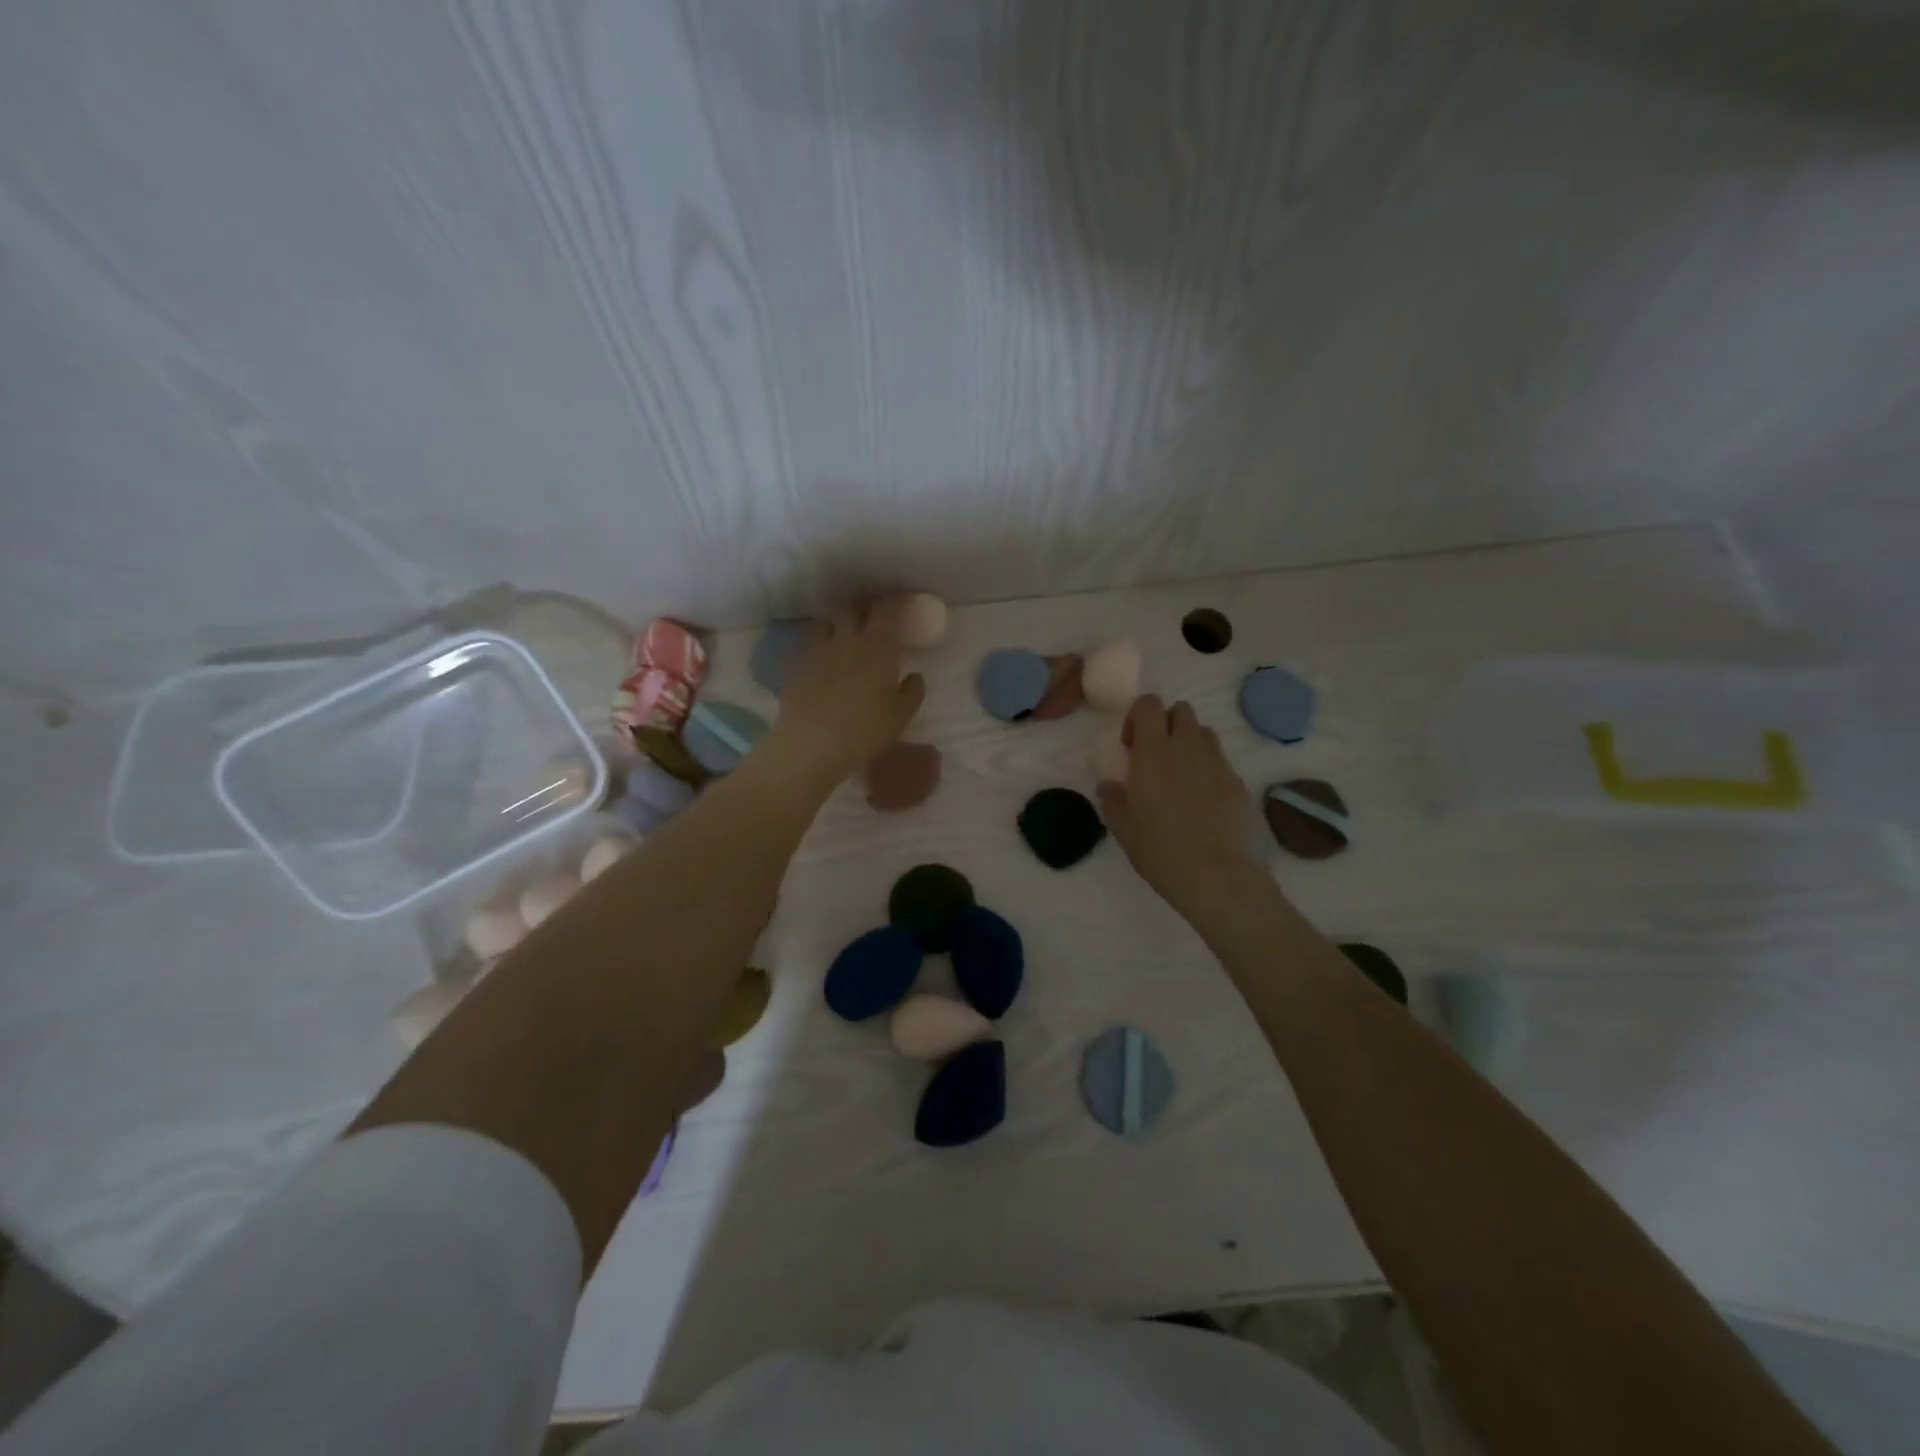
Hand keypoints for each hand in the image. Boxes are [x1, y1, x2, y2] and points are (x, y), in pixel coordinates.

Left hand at [766, 598, 925, 784]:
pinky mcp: (796, 667)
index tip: (900, 600)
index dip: (894, 601)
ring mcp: (817, 651)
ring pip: (826, 622)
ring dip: (837, 622)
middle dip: (863, 606)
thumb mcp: (901, 716)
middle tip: (872, 612)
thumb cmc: (866, 729)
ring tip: (843, 631)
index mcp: (878, 647)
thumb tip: (915, 676)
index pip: (886, 610)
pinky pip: (809, 646)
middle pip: (853, 609)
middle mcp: (847, 640)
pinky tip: (821, 659)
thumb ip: (912, 691)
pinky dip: (818, 645)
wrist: (813, 743)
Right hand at [1097, 696, 1258, 915]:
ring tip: (1180, 775)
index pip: (1149, 704)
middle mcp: (1187, 747)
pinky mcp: (1238, 781)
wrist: (1214, 875)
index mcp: (1153, 751)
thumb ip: (1112, 798)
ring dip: (1189, 743)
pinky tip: (1202, 800)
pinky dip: (1208, 769)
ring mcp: (1217, 762)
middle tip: (1155, 755)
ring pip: (1203, 732)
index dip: (1138, 716)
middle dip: (1167, 723)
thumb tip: (1109, 785)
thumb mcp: (1122, 827)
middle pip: (1181, 710)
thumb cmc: (1159, 848)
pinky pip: (1220, 761)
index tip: (1131, 744)